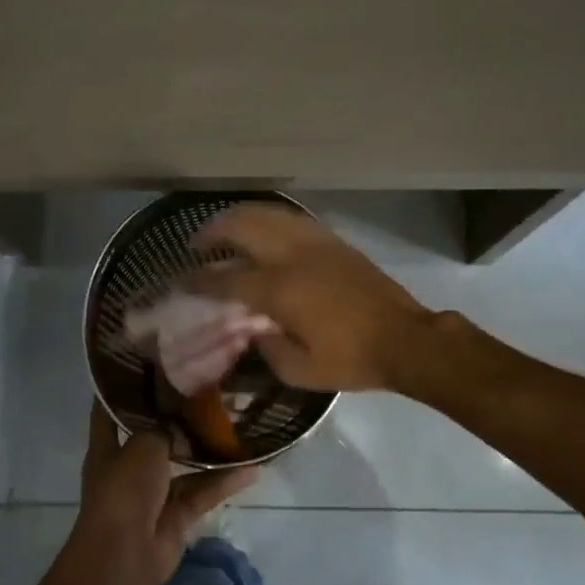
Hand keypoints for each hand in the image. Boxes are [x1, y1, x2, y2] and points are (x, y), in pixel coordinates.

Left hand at [73, 402, 256, 584]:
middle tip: (205, 389)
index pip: (109, 410)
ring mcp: (153, 494)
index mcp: (108, 448)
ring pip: (183, 464)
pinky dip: (223, 482)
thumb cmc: (124, 490)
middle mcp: (129, 467)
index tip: (144, 363)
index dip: (121, 388)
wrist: (125, 556)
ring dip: (206, 450)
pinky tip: (252, 467)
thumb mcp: (143, 445)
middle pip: (153, 435)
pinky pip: (202, 492)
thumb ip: (164, 428)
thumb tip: (182, 420)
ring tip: (235, 423)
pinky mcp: (176, 516)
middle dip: (175, 417)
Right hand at [189, 206, 432, 391]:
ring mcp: (315, 242)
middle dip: (213, 230)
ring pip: (267, 213)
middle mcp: (292, 257)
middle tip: (197, 242)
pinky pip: (291, 218)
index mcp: (280, 291)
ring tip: (224, 227)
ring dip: (238, 216)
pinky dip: (268, 217)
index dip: (198, 279)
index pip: (226, 279)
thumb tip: (253, 329)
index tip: (179, 280)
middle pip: (242, 227)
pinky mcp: (333, 240)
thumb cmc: (351, 359)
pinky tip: (262, 227)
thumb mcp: (300, 371)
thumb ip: (267, 348)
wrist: (405, 339)